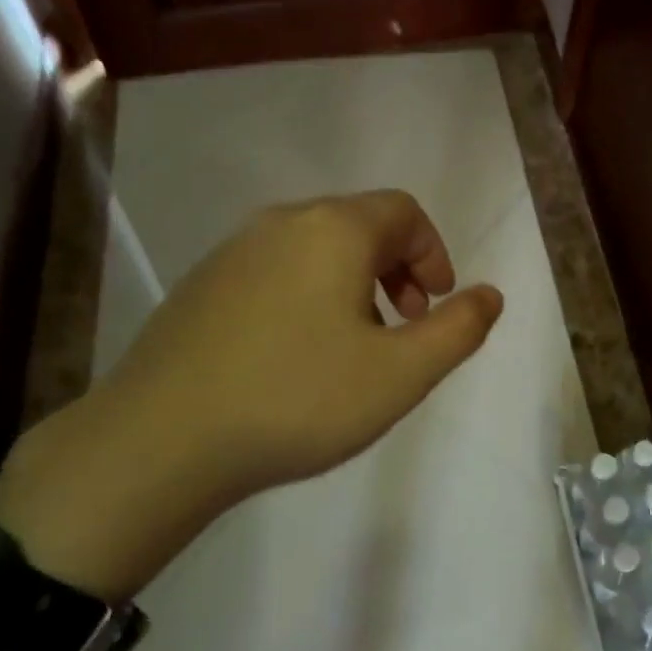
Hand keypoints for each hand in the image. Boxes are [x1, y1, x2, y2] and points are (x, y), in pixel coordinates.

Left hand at [0, 190, 502, 596]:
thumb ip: (457, 330)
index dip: (434, 254)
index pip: (404, 212)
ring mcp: (233, 250)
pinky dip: (307, 294)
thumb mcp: (400, 374)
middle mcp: (282, 222)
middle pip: (359, 224)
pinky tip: (296, 354)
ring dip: (353, 283)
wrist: (162, 438)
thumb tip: (489, 295)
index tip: (436, 306)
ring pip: (315, 248)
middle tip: (404, 325)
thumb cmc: (298, 400)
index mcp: (334, 229)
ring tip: (355, 345)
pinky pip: (275, 270)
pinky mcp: (201, 283)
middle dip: (396, 268)